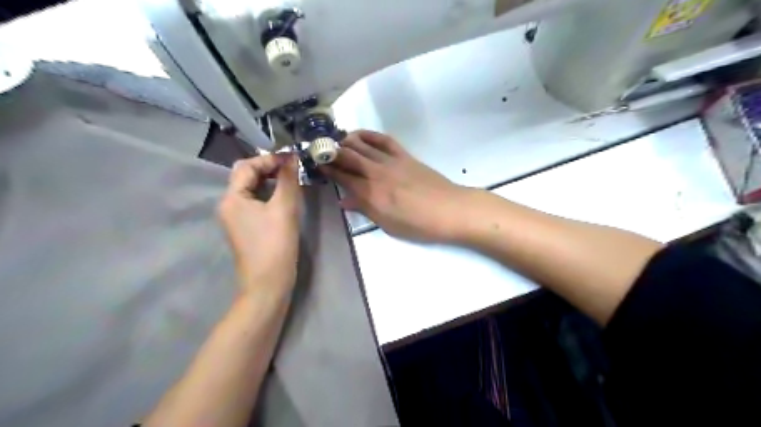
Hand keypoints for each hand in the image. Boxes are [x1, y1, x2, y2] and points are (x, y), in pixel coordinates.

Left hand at [217, 154, 300, 292]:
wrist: (268, 284)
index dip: (269, 159)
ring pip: (252, 190)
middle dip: (269, 169)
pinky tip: (285, 198)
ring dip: (270, 181)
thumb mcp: (284, 209)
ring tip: (292, 181)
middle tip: (294, 169)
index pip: (247, 166)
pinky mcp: (245, 228)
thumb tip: (292, 157)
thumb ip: (288, 180)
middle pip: (246, 176)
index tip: (293, 158)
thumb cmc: (275, 245)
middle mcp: (228, 205)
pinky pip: (255, 203)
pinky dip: (269, 195)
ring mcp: (235, 218)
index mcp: (232, 198)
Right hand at [319, 130, 466, 242]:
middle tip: (320, 149)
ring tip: (335, 141)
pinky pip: (383, 140)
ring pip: (362, 144)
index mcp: (370, 193)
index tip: (316, 164)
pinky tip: (359, 135)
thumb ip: (364, 209)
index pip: (342, 177)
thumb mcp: (387, 224)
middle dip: (331, 151)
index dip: (327, 169)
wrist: (449, 210)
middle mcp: (376, 173)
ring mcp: (391, 161)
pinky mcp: (404, 155)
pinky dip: (368, 134)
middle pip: (348, 156)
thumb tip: (344, 200)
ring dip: (346, 140)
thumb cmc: (417, 224)